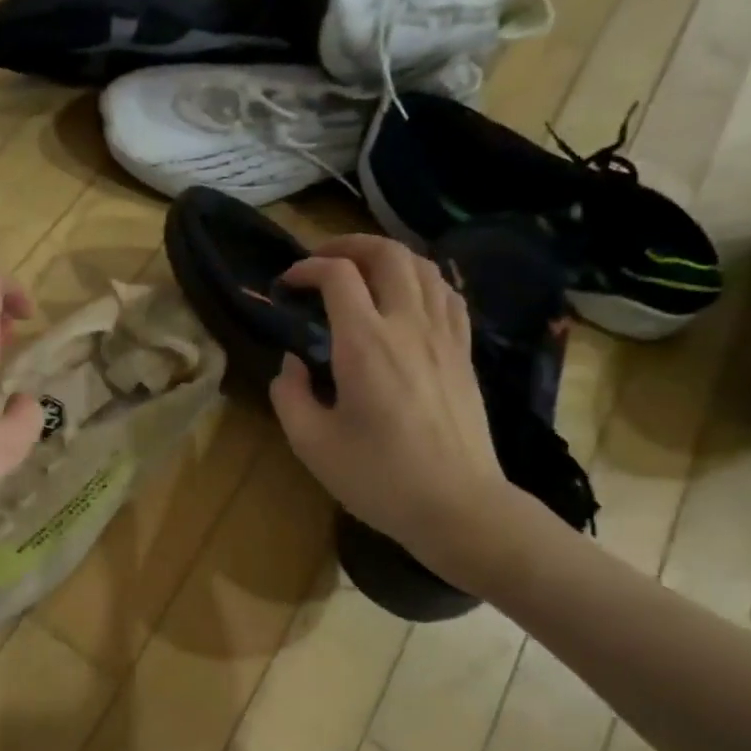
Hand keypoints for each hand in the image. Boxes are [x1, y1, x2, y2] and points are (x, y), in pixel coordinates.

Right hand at [270, 234, 525, 591]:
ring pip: (423, 267)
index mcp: (365, 343)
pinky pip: (448, 295)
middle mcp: (408, 325)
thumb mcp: (311, 443)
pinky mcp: (464, 353)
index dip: (307, 268)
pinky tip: (409, 296)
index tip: (287, 284)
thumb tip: (293, 363)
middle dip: (348, 245)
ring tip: (362, 271)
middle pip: (387, 254)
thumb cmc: (378, 478)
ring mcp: (444, 336)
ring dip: (387, 256)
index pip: (338, 275)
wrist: (457, 505)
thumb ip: (289, 394)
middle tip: (321, 261)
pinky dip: (423, 280)